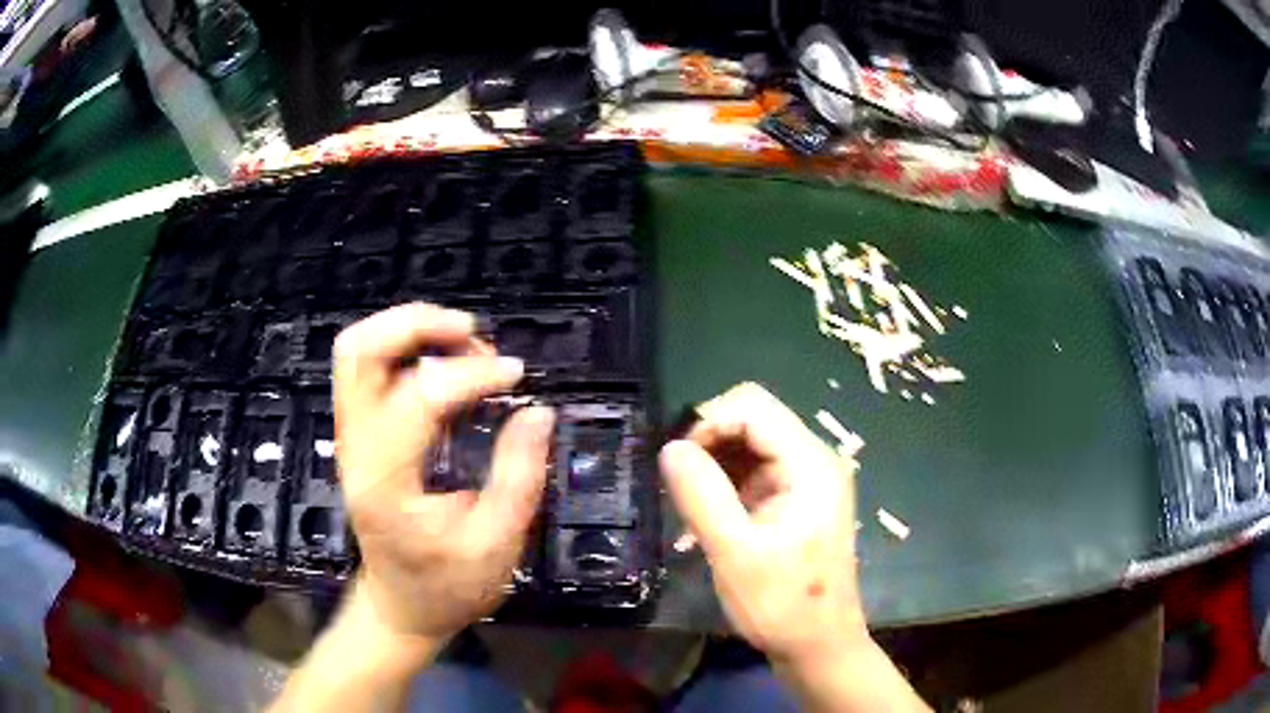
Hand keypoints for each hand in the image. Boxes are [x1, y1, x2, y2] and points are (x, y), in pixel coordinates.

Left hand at [333, 303, 554, 641]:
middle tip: (473, 335)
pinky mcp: (359, 436)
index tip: (515, 377)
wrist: (401, 607)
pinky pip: (368, 369)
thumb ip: (519, 476)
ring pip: (358, 351)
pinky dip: (405, 350)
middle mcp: (356, 449)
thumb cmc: (448, 586)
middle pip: (362, 351)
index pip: (419, 397)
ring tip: (463, 344)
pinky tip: (446, 366)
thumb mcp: (496, 545)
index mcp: (386, 483)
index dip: (471, 375)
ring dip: (409, 331)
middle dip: (419, 325)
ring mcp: (351, 439)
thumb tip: (538, 410)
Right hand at [660, 383, 866, 663]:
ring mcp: (808, 482)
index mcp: (809, 464)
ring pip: (751, 447)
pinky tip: (707, 520)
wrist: (819, 646)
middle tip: (678, 488)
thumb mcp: (734, 553)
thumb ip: (702, 496)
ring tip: (689, 509)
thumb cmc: (782, 604)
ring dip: (715, 468)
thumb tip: (670, 447)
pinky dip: (727, 487)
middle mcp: (814, 461)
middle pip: (754, 421)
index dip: (709, 422)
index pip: (753, 407)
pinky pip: (756, 474)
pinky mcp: (798, 501)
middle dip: (710, 445)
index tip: (677, 464)